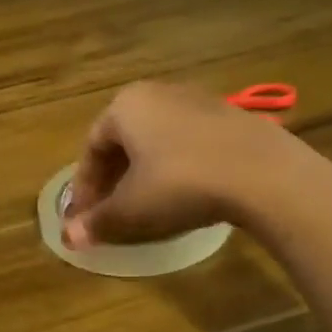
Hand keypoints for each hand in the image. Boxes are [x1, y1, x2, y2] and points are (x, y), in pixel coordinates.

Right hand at [62, 81, 322, 247]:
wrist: (263, 173)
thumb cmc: (181, 183)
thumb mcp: (133, 208)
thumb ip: (98, 221)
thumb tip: (68, 238)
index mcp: (125, 106)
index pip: (91, 148)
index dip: (84, 187)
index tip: (84, 217)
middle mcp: (157, 93)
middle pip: (123, 140)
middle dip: (113, 179)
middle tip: (110, 211)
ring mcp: (197, 100)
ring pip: (156, 140)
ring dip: (143, 172)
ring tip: (145, 204)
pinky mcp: (229, 116)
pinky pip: (187, 142)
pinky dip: (175, 166)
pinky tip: (183, 192)